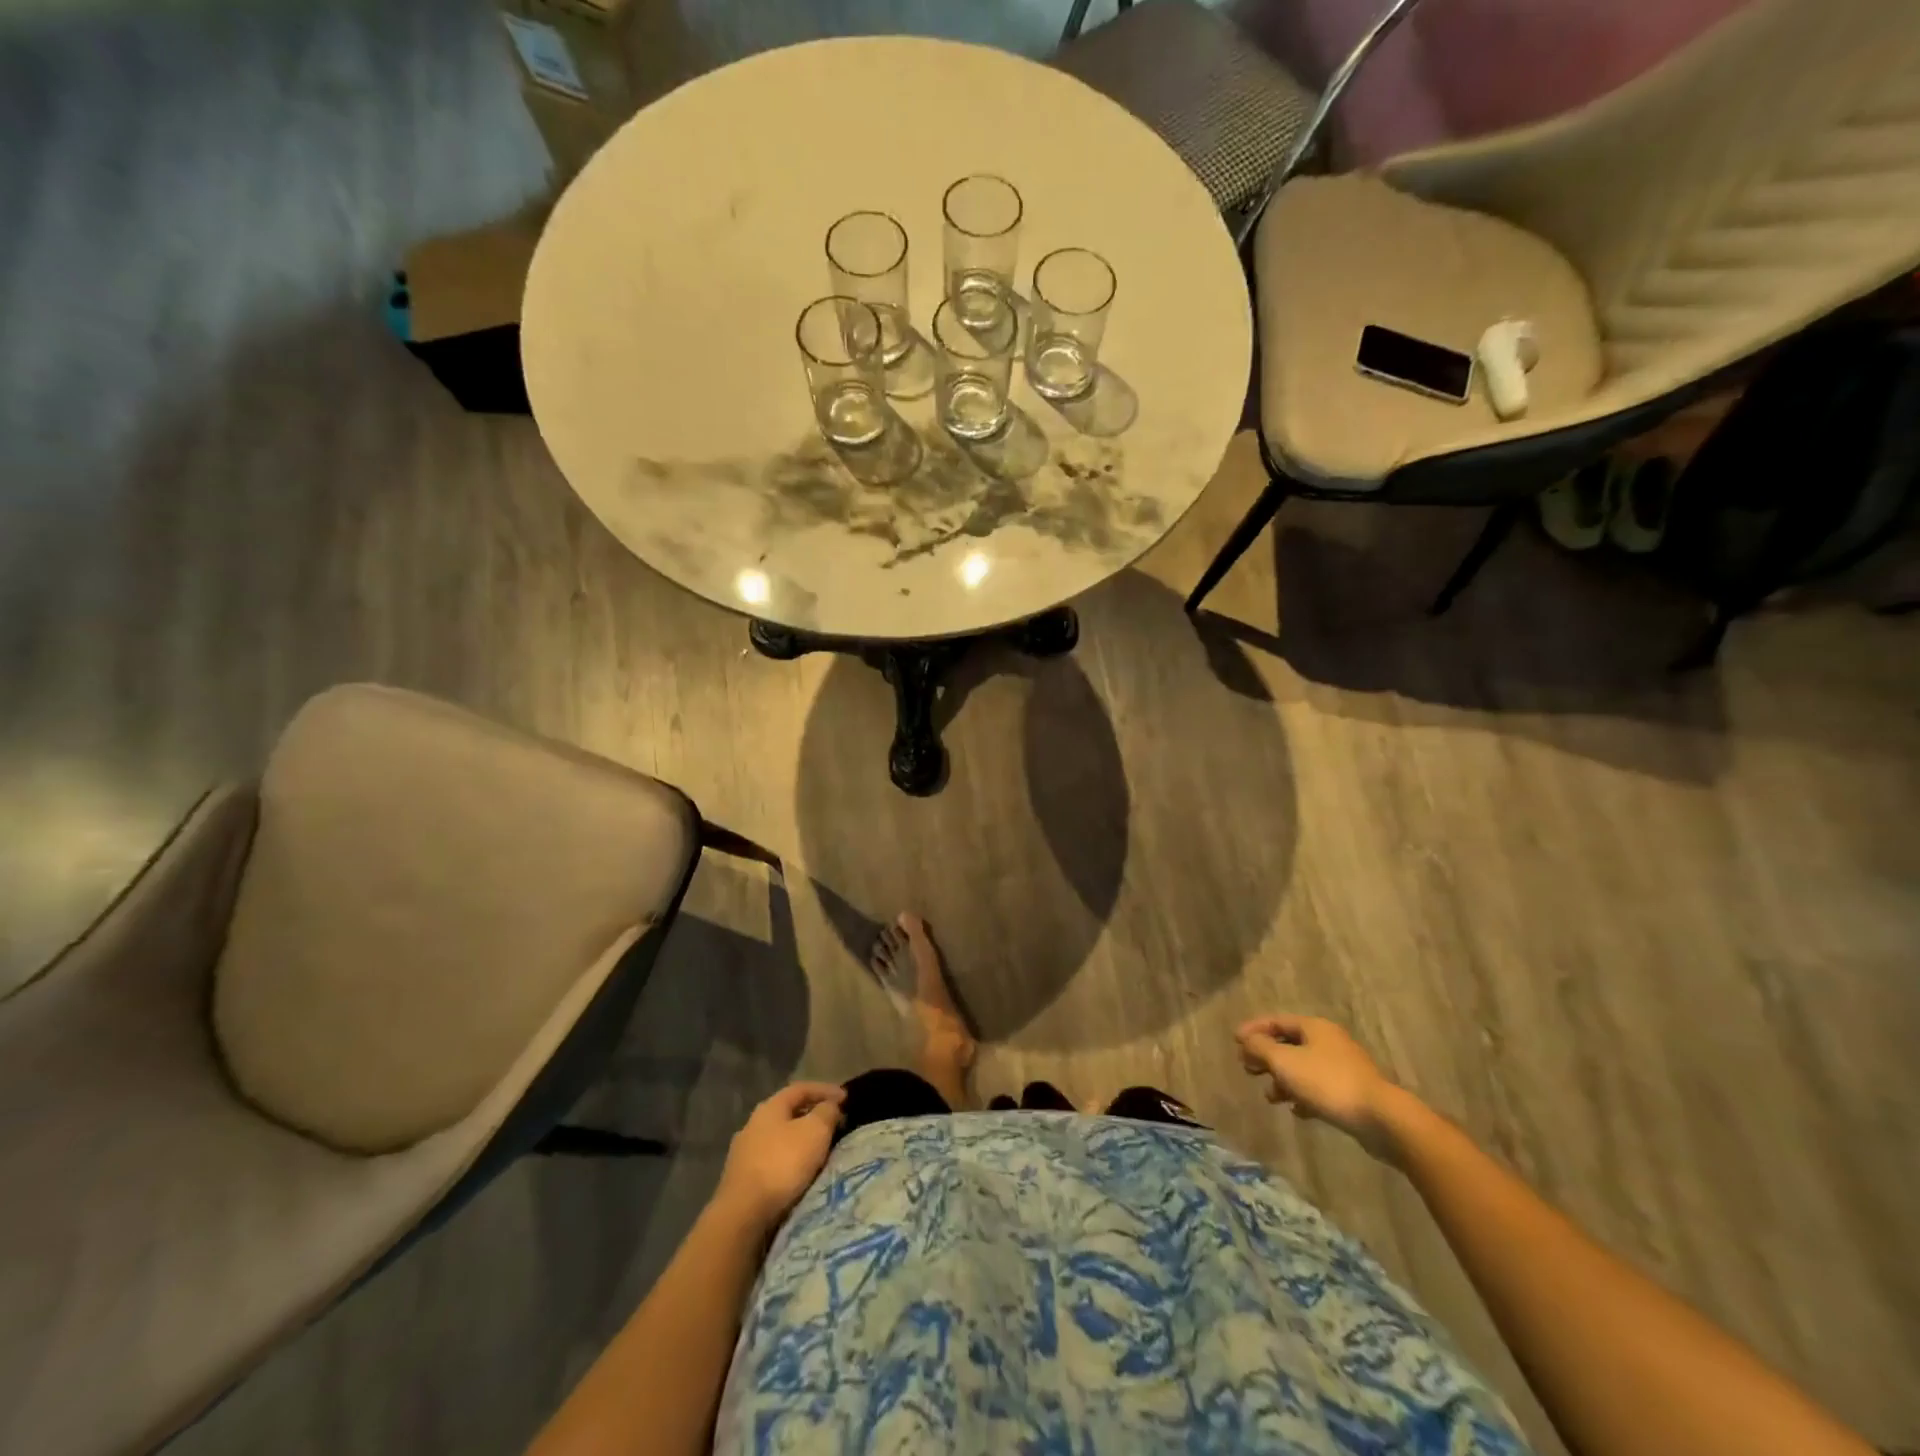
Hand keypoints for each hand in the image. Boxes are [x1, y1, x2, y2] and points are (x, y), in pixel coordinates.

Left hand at [715, 1082, 844, 1229]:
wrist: (743, 1214)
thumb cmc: (782, 1163)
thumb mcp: (815, 1131)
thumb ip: (826, 1112)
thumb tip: (829, 1106)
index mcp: (769, 1107)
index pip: (801, 1088)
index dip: (825, 1090)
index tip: (846, 1098)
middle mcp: (752, 1125)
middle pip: (788, 1113)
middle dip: (812, 1116)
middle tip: (834, 1124)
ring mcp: (743, 1153)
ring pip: (779, 1139)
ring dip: (800, 1140)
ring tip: (818, 1150)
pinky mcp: (740, 1180)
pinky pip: (772, 1161)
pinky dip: (789, 1161)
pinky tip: (798, 1172)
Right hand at [1234, 1015, 1404, 1161]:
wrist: (1381, 1118)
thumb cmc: (1327, 1083)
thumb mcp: (1285, 1062)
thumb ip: (1260, 1048)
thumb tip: (1246, 1040)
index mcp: (1314, 1027)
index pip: (1277, 1021)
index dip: (1254, 1029)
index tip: (1234, 1041)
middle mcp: (1329, 1042)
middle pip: (1289, 1044)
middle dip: (1266, 1056)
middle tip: (1247, 1069)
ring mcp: (1343, 1067)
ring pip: (1303, 1068)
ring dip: (1283, 1079)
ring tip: (1269, 1096)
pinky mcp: (1352, 1092)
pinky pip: (1319, 1088)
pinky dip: (1303, 1095)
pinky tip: (1296, 1110)